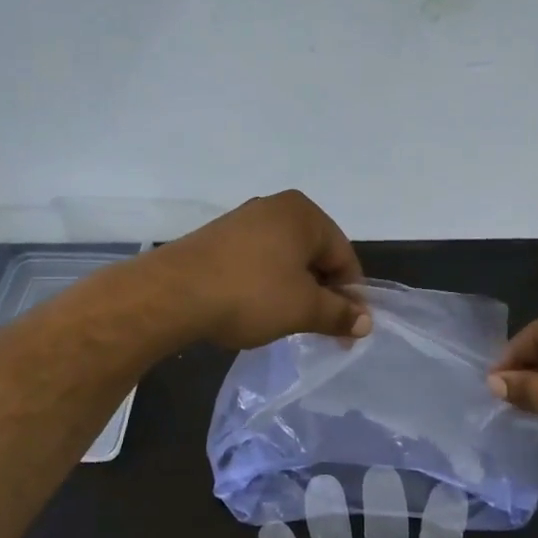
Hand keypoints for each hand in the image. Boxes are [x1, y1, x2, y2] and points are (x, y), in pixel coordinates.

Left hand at [151, 191, 370, 349]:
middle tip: (320, 329)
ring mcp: (243, 220)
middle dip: (322, 293)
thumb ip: (339, 314)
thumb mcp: (303, 309)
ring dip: (294, 291)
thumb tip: (365, 322)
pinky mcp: (218, 238)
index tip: (348, 330)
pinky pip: (258, 261)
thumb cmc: (250, 294)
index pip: (344, 256)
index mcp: (303, 213)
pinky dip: (266, 285)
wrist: (172, 294)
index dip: (351, 296)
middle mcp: (275, 207)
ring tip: (288, 322)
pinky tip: (257, 309)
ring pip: (285, 260)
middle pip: (315, 255)